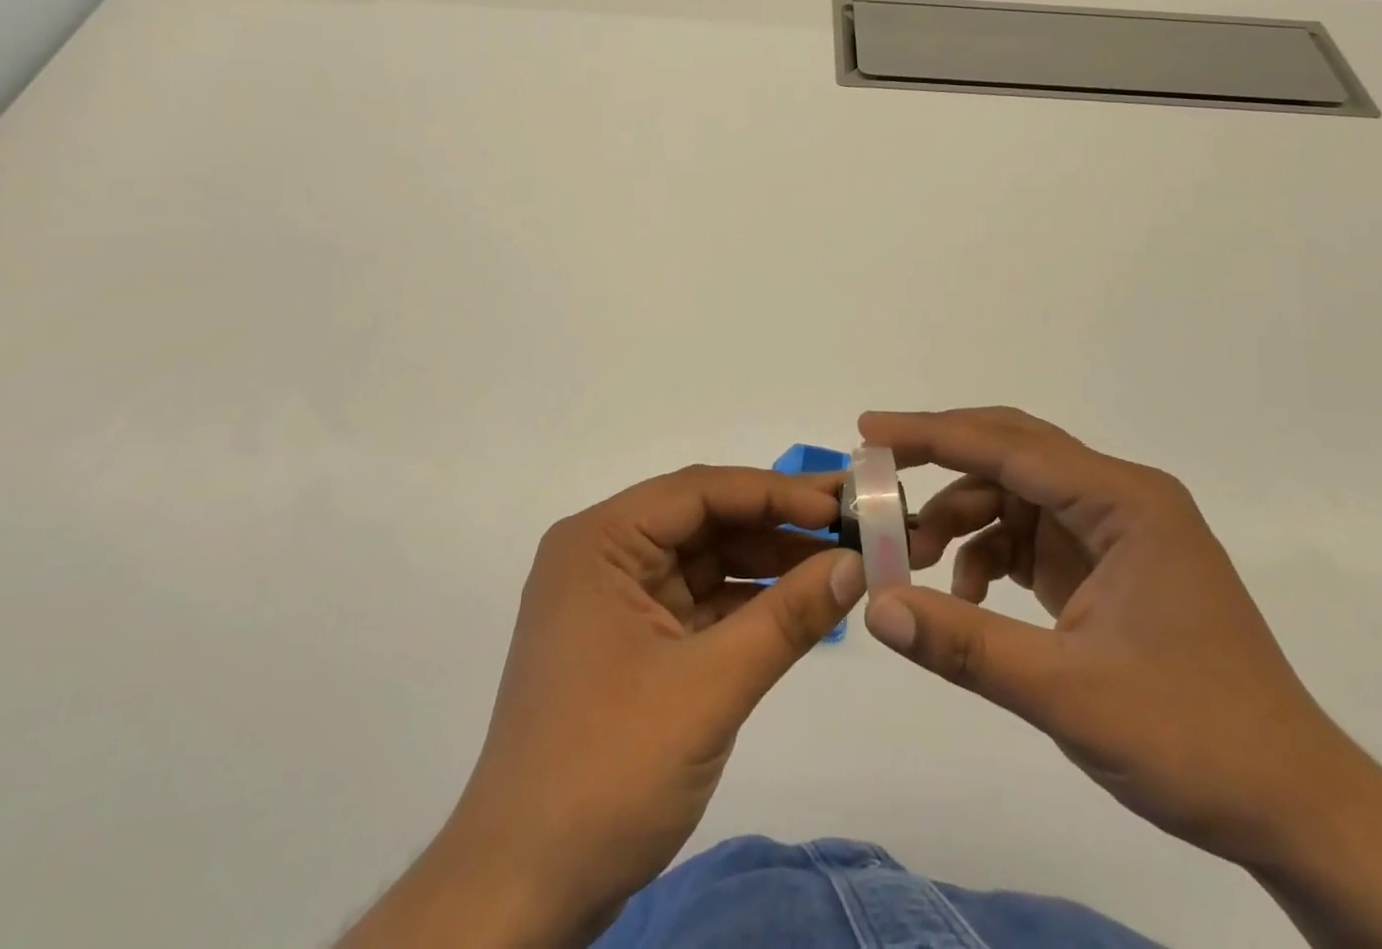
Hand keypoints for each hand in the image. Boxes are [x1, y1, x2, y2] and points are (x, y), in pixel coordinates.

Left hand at [343, 465, 865, 947]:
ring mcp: (615, 602)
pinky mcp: (631, 644)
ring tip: (840, 562)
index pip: (698, 492)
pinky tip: (801, 606)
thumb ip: (786, 618)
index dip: (774, 491)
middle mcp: (603, 556)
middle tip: (852, 524)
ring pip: (704, 562)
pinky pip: (698, 604)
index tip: (840, 501)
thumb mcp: (708, 687)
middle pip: (703, 521)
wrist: (524, 891)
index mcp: (600, 542)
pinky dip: (747, 605)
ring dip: (767, 565)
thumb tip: (856, 564)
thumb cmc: (607, 769)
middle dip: (776, 524)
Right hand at [866, 408, 1381, 948]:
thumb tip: (876, 606)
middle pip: (1010, 452)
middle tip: (875, 474)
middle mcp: (1119, 498)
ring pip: (1012, 495)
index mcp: (1125, 501)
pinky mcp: (1105, 565)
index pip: (1009, 446)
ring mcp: (1113, 531)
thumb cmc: (1196, 740)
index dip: (932, 434)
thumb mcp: (1070, 694)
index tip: (868, 430)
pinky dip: (986, 553)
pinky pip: (1028, 535)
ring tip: (913, 561)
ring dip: (958, 518)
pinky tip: (965, 596)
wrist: (1299, 812)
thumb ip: (966, 646)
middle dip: (939, 461)